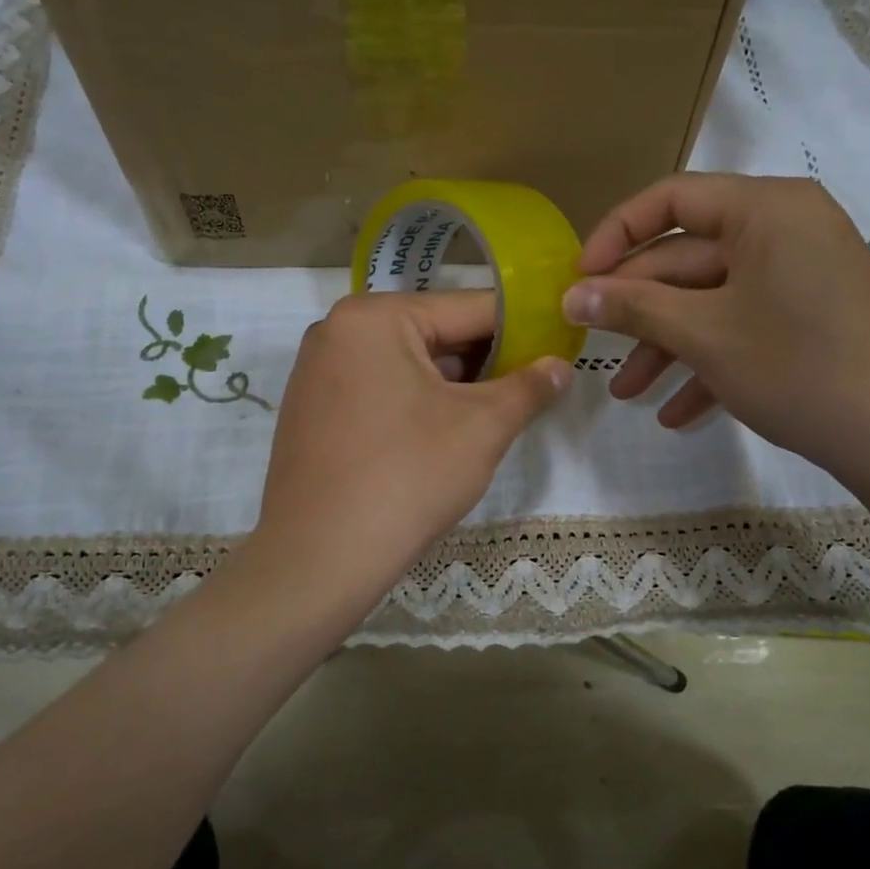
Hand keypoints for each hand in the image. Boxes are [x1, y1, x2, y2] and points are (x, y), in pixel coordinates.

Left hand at [252, 291, 570, 615]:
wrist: (320, 558)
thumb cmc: (407, 478)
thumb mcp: (482, 428)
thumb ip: (528, 388)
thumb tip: (560, 366)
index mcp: (373, 317)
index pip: (467, 309)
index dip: (521, 330)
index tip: (557, 349)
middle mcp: (335, 331)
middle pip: (432, 335)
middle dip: (483, 364)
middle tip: (526, 393)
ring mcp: (315, 373)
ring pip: (405, 366)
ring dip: (450, 388)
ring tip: (488, 419)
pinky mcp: (309, 412)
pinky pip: (375, 391)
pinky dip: (412, 405)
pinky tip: (436, 440)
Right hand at [562, 174, 869, 492]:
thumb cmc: (798, 368)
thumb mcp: (704, 335)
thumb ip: (632, 307)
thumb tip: (570, 296)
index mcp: (766, 209)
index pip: (671, 199)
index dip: (615, 235)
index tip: (579, 280)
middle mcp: (786, 229)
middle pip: (689, 258)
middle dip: (638, 310)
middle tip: (590, 348)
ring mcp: (802, 275)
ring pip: (713, 300)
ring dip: (667, 346)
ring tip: (627, 394)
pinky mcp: (812, 317)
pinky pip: (746, 326)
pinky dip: (709, 363)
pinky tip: (677, 414)